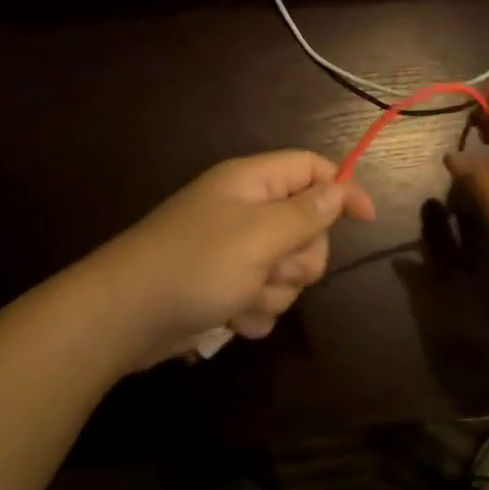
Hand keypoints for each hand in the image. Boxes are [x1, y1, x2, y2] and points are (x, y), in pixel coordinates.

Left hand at [102, 151, 375, 361]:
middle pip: (306, 226)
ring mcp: (232, 251)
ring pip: (286, 270)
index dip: (341, 188)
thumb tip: (339, 190)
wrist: (122, 318)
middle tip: (275, 269)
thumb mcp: (260, 235)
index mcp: (250, 183)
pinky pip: (262, 297)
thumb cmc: (195, 265)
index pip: (310, 169)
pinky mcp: (222, 286)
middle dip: (300, 257)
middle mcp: (243, 211)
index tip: (366, 220)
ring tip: (241, 298)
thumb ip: (306, 213)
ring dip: (273, 291)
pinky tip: (231, 320)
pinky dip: (252, 311)